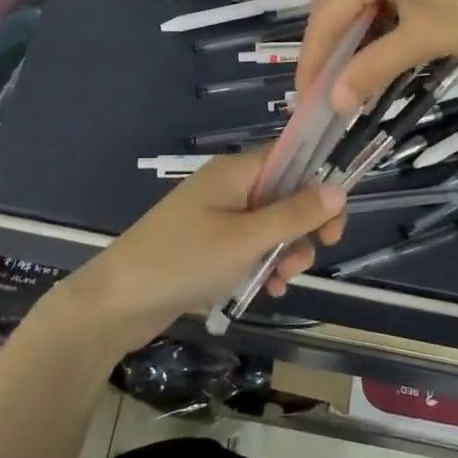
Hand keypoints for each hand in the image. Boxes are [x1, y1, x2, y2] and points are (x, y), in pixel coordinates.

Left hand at [56, 150, 346, 354]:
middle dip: (302, 228)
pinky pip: (248, 247)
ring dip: (284, 252)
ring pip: (269, 226)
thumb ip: (294, 214)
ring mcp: (216, 217)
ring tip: (281, 282)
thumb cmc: (185, 260)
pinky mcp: (207, 246)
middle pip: (284, 195)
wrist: (119, 301)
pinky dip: (262, 265)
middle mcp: (227, 187)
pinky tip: (268, 290)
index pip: (291, 157)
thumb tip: (338, 189)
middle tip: (308, 257)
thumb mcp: (246, 238)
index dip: (319, 182)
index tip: (335, 220)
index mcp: (235, 172)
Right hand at [299, 0, 457, 109]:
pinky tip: (383, 35)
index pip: (327, 11)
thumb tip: (334, 102)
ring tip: (354, 67)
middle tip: (329, 85)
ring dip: (354, 24)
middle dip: (330, 40)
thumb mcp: (427, 39)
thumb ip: (373, 68)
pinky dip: (377, 6)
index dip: (314, 58)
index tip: (306, 98)